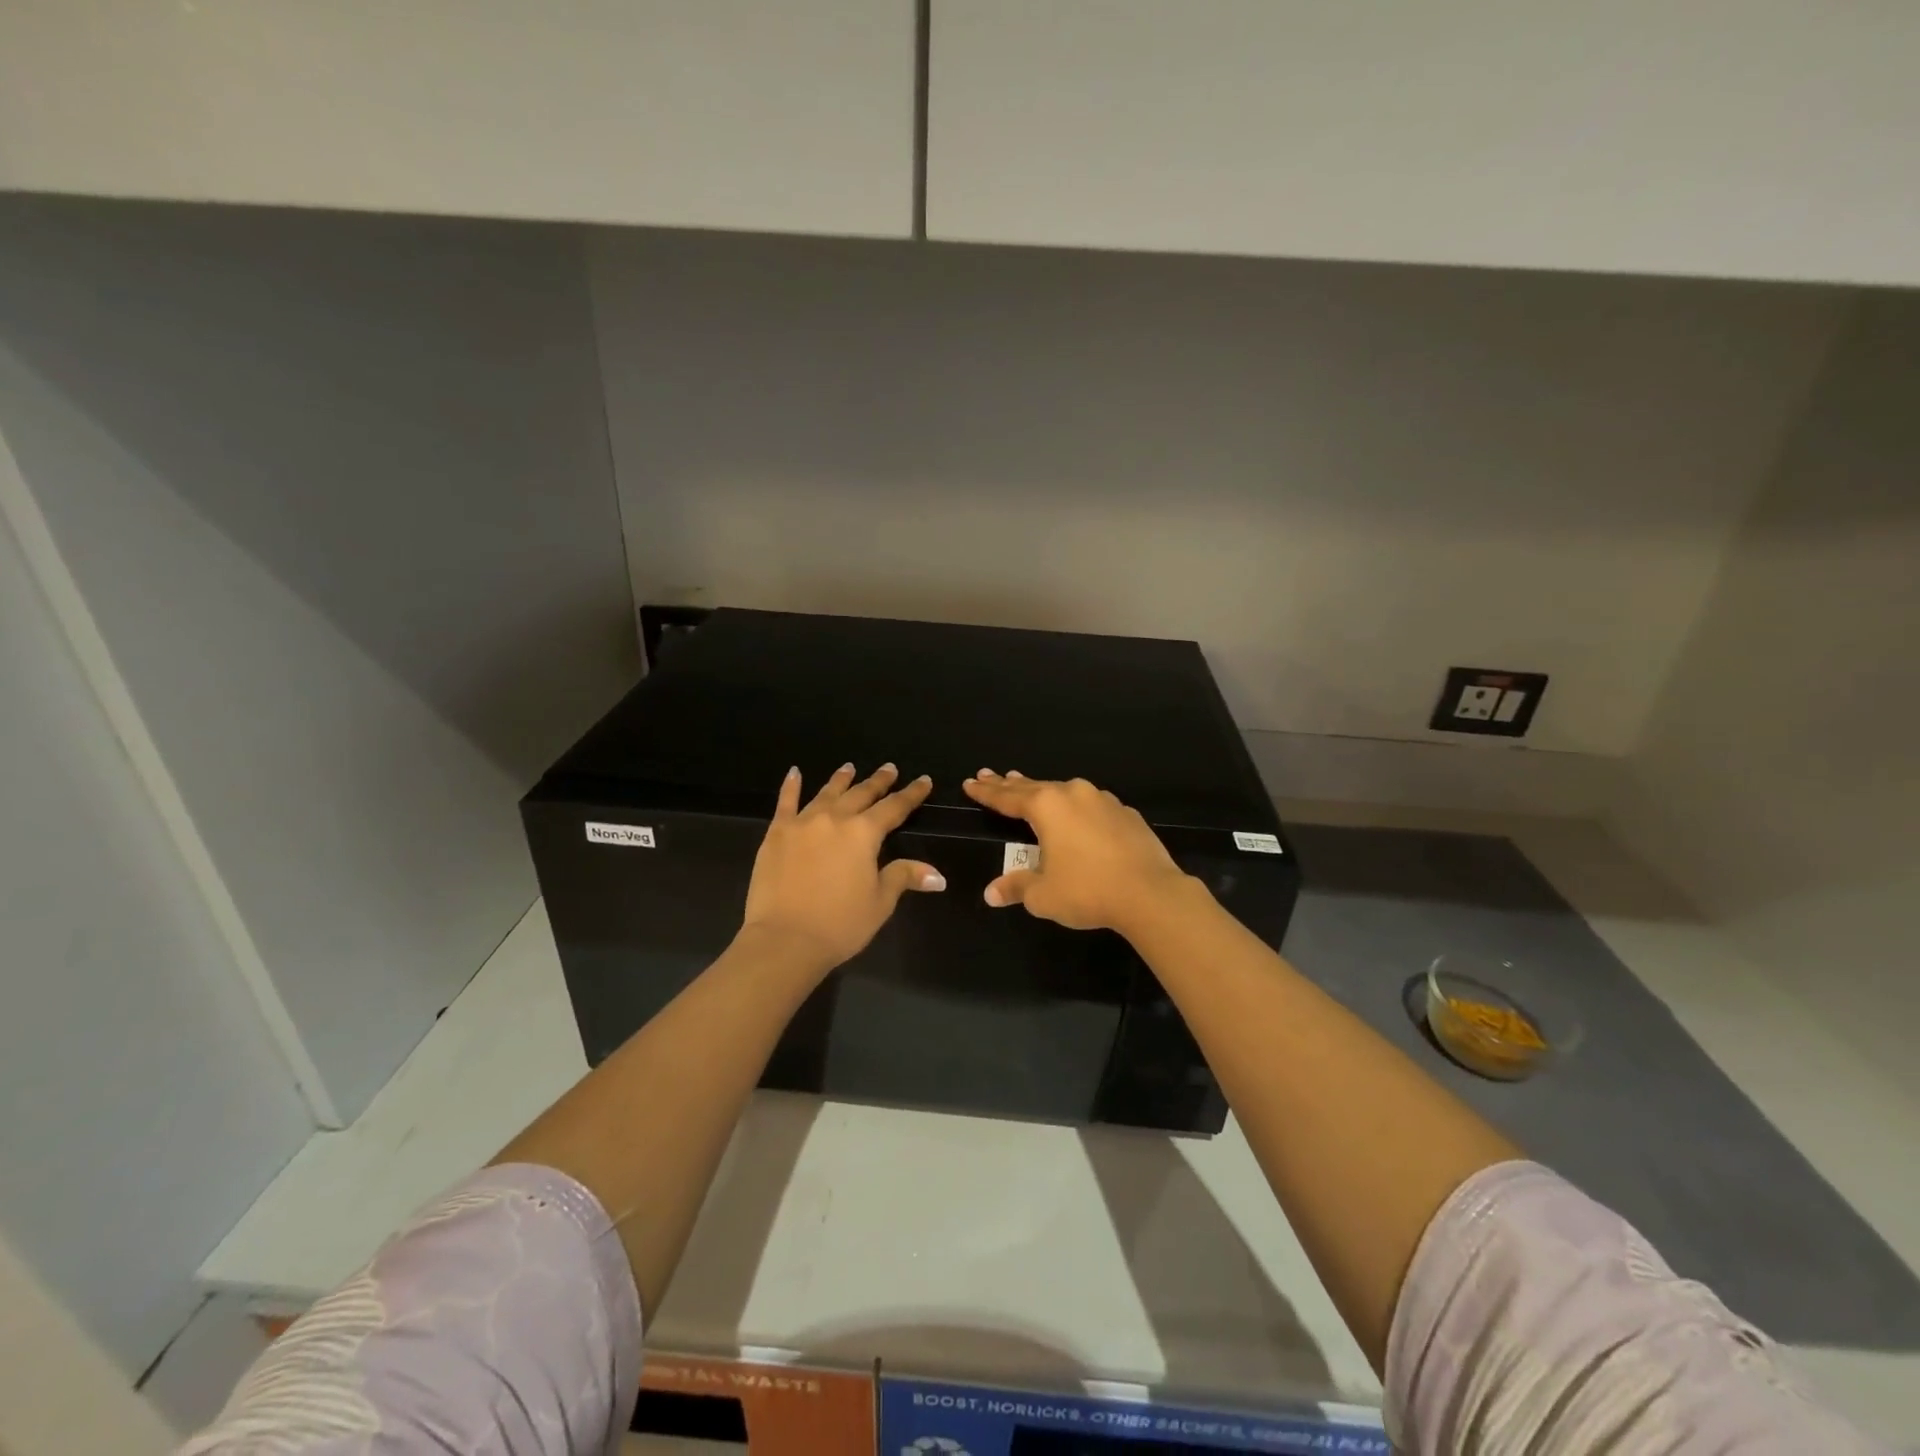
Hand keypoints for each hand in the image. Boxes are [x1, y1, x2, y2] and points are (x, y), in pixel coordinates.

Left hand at [740, 763, 944, 973]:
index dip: (911, 794)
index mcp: (864, 834)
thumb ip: (904, 877)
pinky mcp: (776, 833)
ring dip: (841, 780)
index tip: (923, 780)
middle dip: (878, 781)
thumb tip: (938, 876)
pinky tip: (795, 773)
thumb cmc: (840, 924)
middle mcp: (835, 819)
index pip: (894, 808)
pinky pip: (786, 803)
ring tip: (849, 768)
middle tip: (889, 769)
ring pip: (827, 793)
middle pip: (861, 794)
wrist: (785, 939)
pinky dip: (791, 786)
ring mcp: (803, 823)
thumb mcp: (880, 902)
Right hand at [962, 770, 1194, 936]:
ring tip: (1027, 785)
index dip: (986, 793)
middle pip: (1033, 787)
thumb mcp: (1043, 895)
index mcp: (1047, 807)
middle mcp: (1073, 794)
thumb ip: (1016, 887)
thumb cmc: (1087, 891)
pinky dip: (1074, 806)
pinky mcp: (1125, 813)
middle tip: (989, 775)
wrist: (1150, 893)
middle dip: (1009, 783)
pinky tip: (1075, 812)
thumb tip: (991, 893)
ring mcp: (1102, 800)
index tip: (970, 783)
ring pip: (1063, 791)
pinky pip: (1090, 804)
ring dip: (1042, 790)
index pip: (1007, 798)